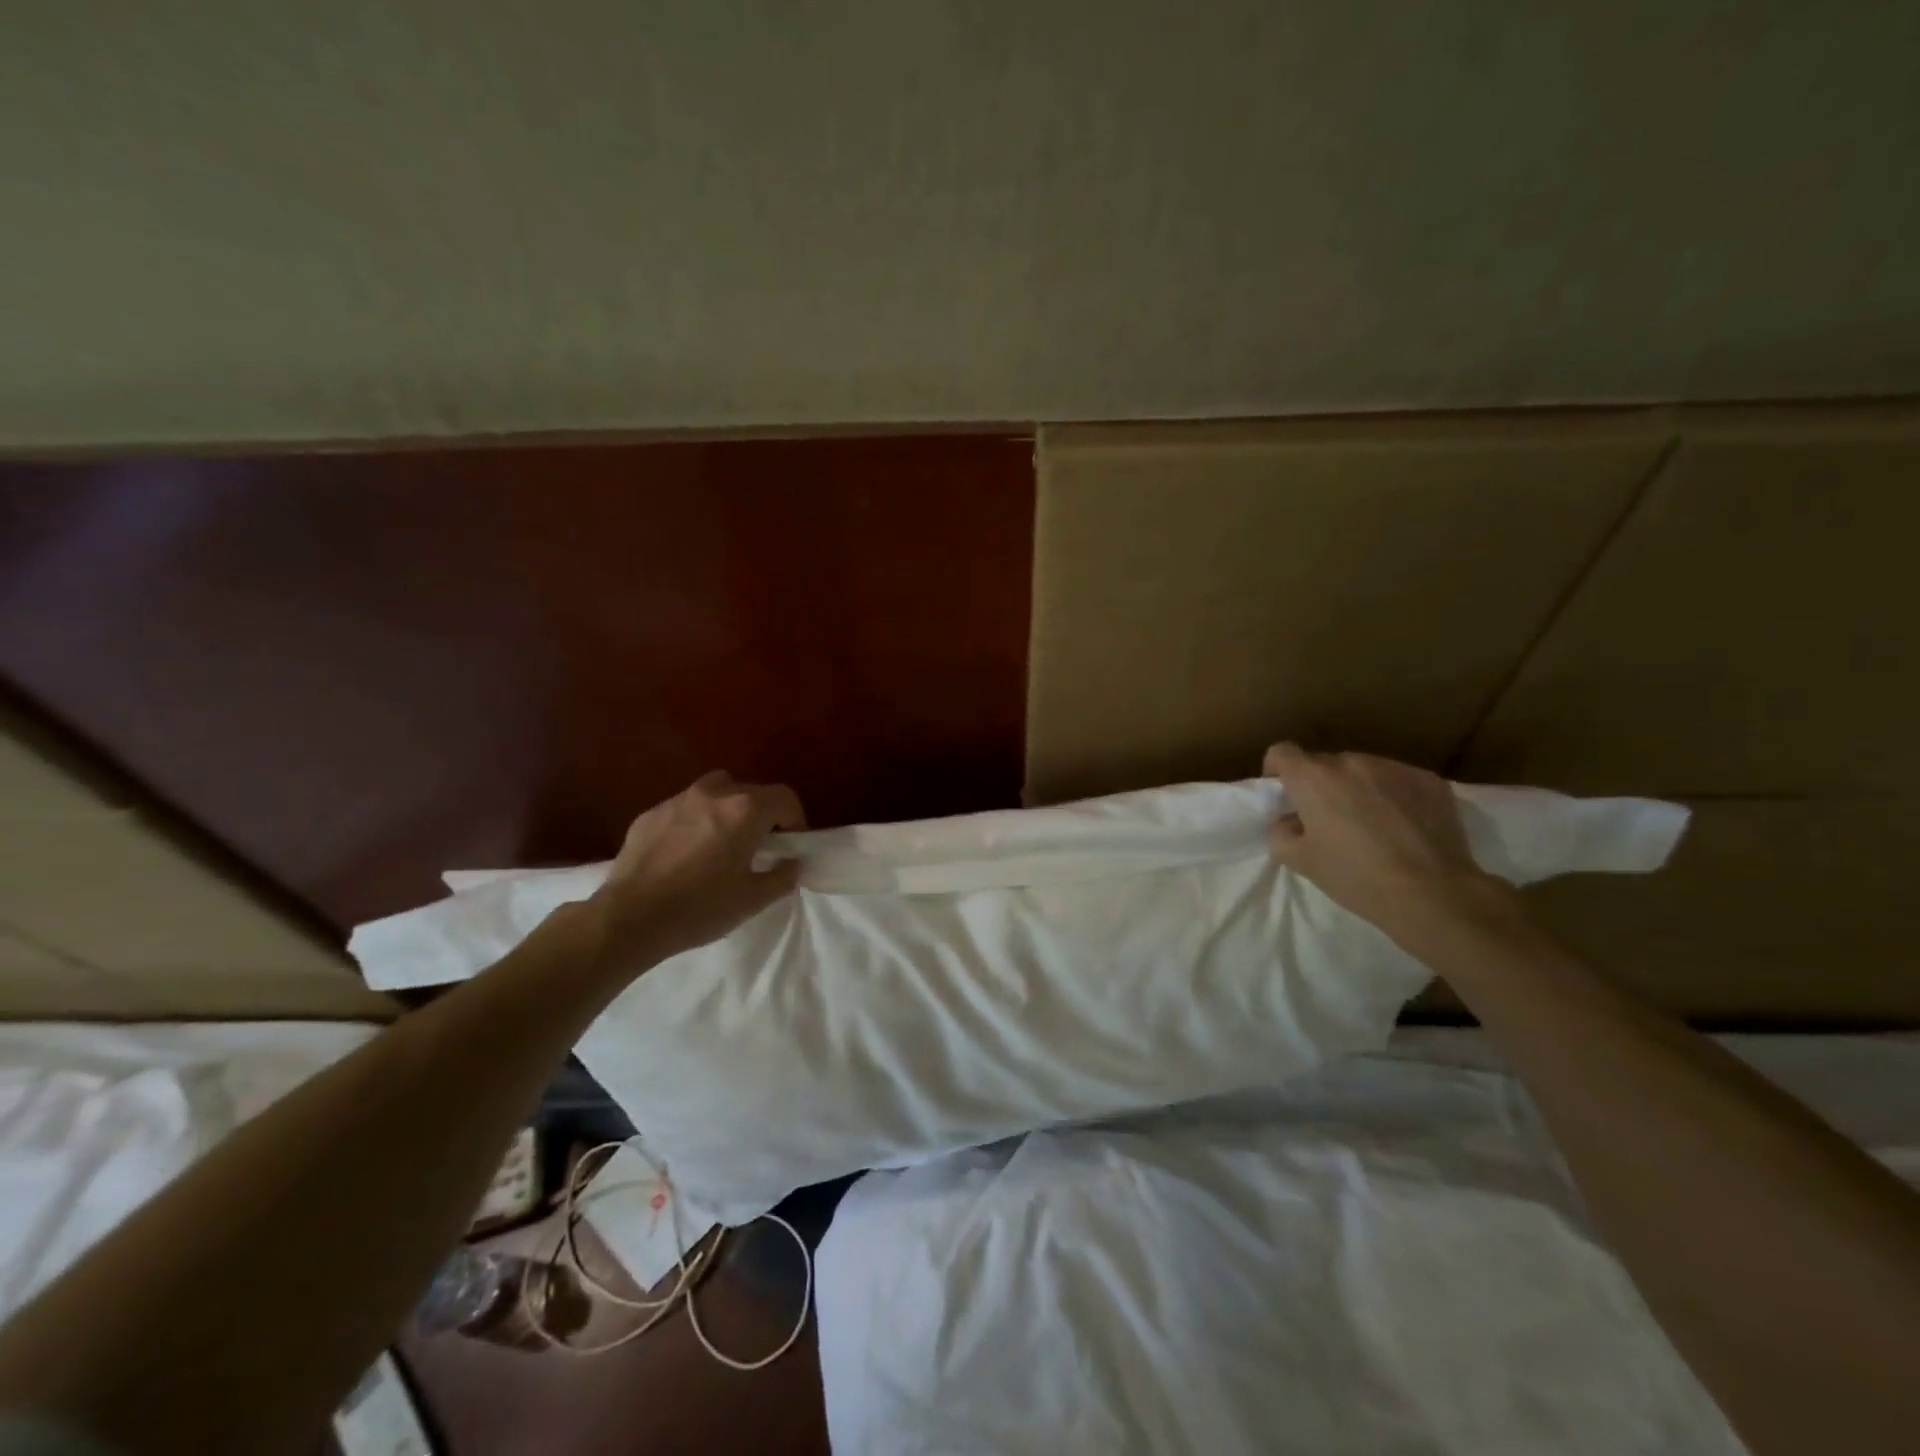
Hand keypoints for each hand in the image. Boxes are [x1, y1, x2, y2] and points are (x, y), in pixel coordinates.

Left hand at [589, 770, 805, 971]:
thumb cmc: (700, 908)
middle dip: (762, 813)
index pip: (785, 798)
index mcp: (745, 810)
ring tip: (723, 840)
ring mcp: (678, 800)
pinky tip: (686, 852)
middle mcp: (714, 794)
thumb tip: (793, 862)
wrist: (630, 919)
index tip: (791, 844)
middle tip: (759, 845)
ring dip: (728, 808)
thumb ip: (782, 876)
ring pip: (716, 790)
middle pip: (751, 790)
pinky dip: (695, 820)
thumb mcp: (752, 900)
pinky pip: (684, 808)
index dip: (795, 819)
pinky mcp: (650, 813)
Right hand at [1263, 743, 1511, 935]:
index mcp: (1313, 777)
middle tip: (1329, 820)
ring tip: (1372, 824)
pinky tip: (1405, 827)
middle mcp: (1351, 762)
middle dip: (1321, 785)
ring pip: (1364, 771)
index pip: (1282, 752)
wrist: (1433, 893)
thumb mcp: (1300, 861)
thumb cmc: (1355, 876)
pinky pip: (1399, 781)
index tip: (1284, 795)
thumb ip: (1280, 832)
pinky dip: (1393, 796)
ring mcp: (1394, 768)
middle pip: (1325, 764)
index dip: (1276, 770)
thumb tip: (1291, 821)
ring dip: (1358, 789)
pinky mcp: (1430, 780)